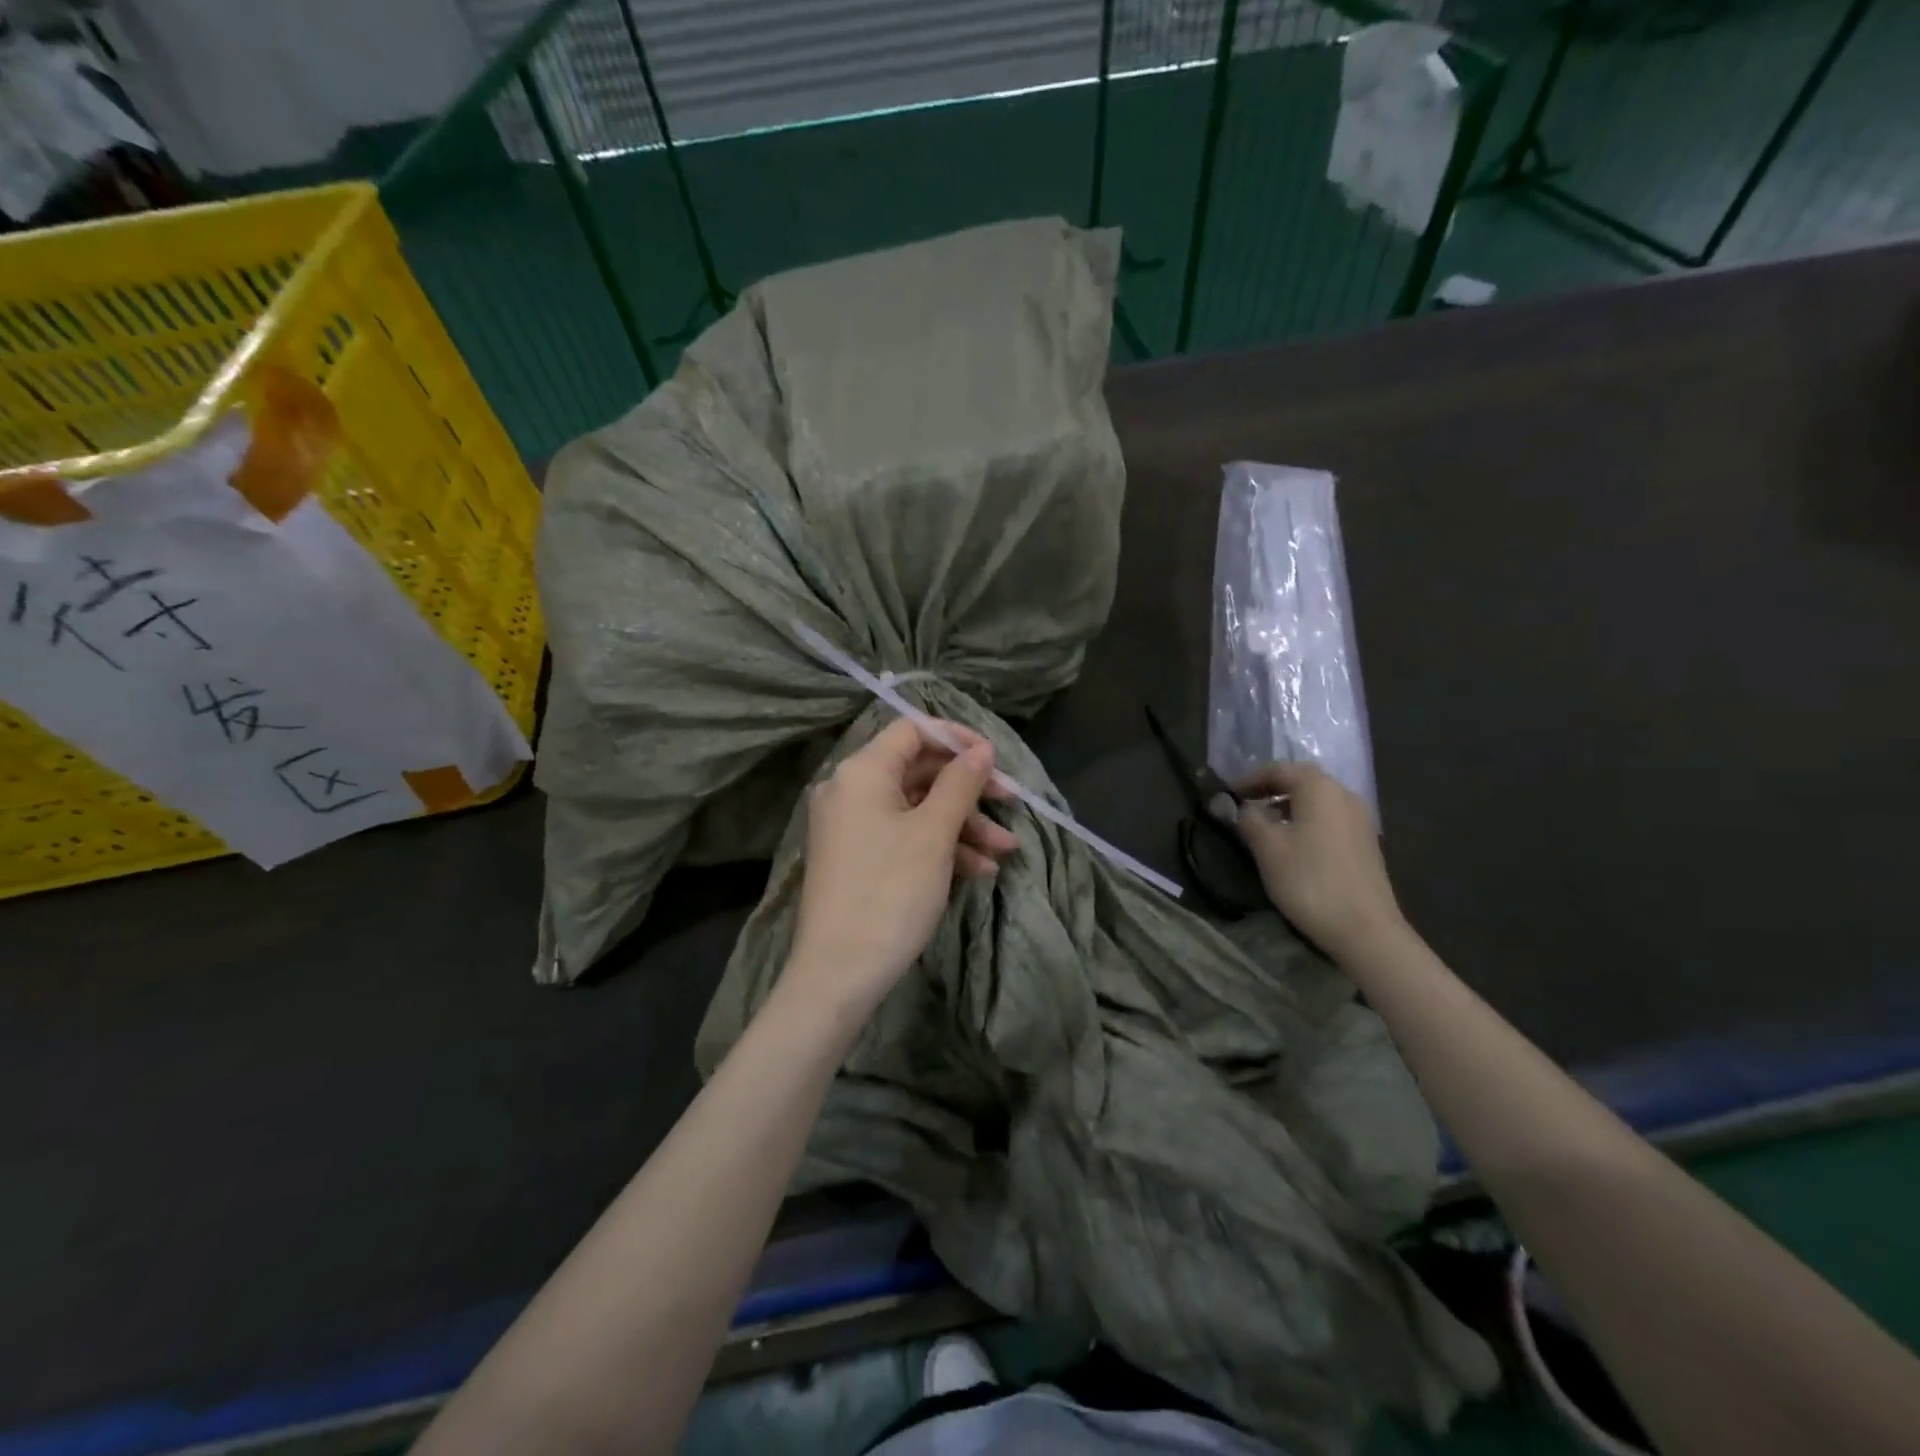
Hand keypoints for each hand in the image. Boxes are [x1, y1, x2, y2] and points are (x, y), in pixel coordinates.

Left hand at [784, 717, 1016, 1018]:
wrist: (838, 973)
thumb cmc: (890, 892)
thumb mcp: (934, 834)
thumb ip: (960, 784)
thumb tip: (981, 751)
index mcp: (862, 772)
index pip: (912, 730)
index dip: (956, 738)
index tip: (995, 760)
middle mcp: (850, 790)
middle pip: (918, 771)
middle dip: (968, 790)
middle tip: (1011, 804)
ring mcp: (851, 826)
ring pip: (916, 808)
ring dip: (962, 825)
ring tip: (1004, 852)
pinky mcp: (857, 858)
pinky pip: (903, 836)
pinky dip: (939, 847)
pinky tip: (978, 871)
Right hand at [1221, 762, 1404, 958]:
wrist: (1365, 929)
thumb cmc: (1309, 880)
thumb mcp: (1267, 847)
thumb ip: (1248, 819)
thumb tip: (1236, 806)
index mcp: (1320, 789)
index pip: (1279, 769)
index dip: (1250, 779)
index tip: (1227, 793)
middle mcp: (1344, 796)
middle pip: (1302, 782)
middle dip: (1270, 790)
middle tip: (1243, 805)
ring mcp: (1360, 820)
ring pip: (1317, 802)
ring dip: (1288, 807)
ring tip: (1263, 826)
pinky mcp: (1366, 844)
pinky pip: (1329, 820)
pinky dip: (1306, 822)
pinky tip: (1292, 845)